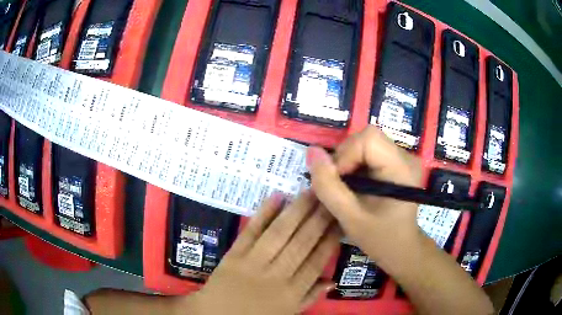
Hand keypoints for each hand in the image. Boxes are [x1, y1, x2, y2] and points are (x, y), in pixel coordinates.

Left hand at [185, 192, 338, 314]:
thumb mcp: (288, 312)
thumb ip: (310, 297)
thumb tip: (333, 281)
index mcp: (292, 292)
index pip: (317, 260)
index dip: (331, 238)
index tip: (340, 219)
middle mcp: (276, 275)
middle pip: (302, 243)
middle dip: (319, 218)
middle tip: (330, 196)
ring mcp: (253, 263)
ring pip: (279, 233)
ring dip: (297, 210)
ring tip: (310, 191)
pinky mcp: (234, 255)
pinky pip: (251, 232)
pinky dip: (264, 214)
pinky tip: (277, 197)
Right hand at [306, 126, 422, 267]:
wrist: (401, 248)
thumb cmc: (380, 239)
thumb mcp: (350, 218)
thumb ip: (329, 187)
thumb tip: (312, 151)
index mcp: (402, 169)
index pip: (369, 139)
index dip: (346, 155)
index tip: (337, 182)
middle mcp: (406, 157)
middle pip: (366, 138)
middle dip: (344, 159)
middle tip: (339, 187)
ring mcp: (403, 158)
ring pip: (365, 143)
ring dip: (347, 162)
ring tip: (347, 188)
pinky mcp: (397, 162)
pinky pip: (369, 151)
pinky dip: (354, 165)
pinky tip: (355, 185)